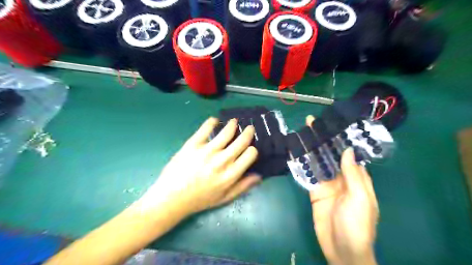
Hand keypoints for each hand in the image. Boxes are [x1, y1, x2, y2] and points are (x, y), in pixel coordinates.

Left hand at [140, 117, 261, 216]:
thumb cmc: (199, 200)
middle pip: (242, 140)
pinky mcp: (193, 144)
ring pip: (226, 131)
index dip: (253, 149)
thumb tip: (259, 176)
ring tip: (234, 122)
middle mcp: (222, 160)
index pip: (250, 154)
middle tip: (249, 128)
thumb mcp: (224, 198)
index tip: (250, 147)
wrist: (171, 198)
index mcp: (231, 174)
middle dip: (248, 132)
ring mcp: (207, 151)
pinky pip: (206, 128)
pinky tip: (215, 120)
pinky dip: (212, 121)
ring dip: (233, 124)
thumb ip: (243, 187)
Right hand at [307, 116, 378, 264]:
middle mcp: (341, 177)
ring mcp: (326, 184)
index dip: (341, 138)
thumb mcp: (360, 198)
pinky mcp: (314, 191)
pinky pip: (308, 175)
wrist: (341, 250)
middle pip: (330, 154)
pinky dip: (302, 164)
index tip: (331, 123)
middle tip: (311, 122)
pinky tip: (295, 153)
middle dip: (322, 139)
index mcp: (357, 177)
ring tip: (301, 133)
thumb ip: (353, 174)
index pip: (348, 153)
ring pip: (318, 162)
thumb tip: (348, 150)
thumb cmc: (357, 225)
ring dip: (310, 148)